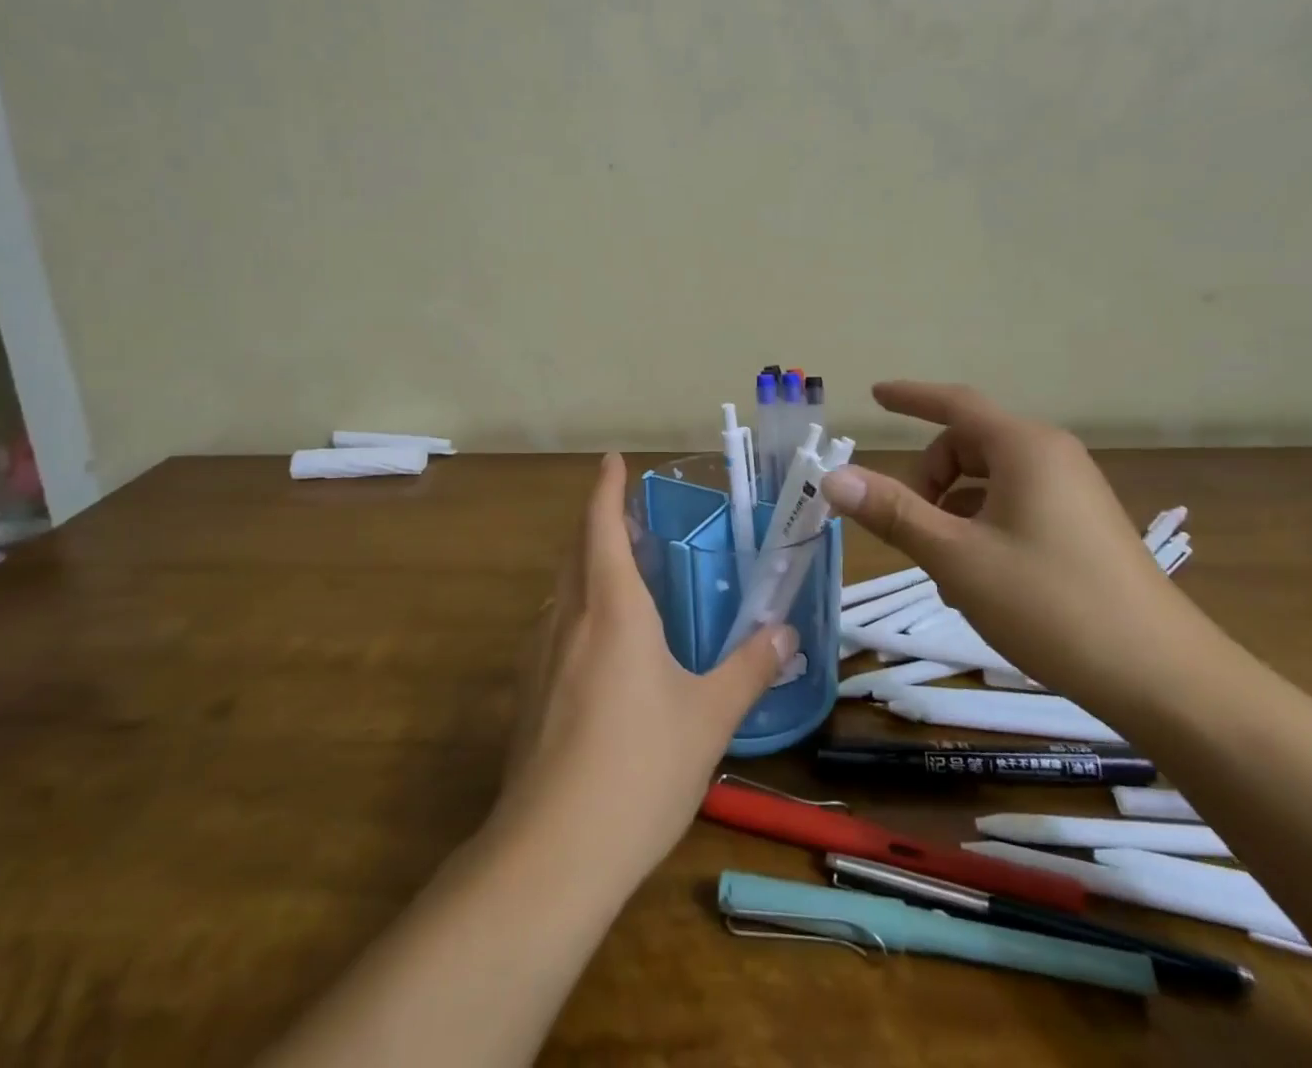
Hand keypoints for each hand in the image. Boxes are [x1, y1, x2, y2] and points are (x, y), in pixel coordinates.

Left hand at [492, 453, 795, 886]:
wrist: (553, 851)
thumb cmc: (640, 766)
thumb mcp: (709, 717)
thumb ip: (749, 669)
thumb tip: (784, 635)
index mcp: (611, 607)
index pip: (601, 524)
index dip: (607, 488)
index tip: (612, 460)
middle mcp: (568, 618)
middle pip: (577, 550)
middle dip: (599, 524)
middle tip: (633, 520)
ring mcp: (539, 657)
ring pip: (562, 591)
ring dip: (586, 568)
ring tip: (622, 579)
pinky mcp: (527, 694)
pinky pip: (554, 630)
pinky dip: (577, 612)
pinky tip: (600, 651)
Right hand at [819, 381, 1224, 718]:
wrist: (1165, 680)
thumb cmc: (1051, 605)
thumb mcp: (956, 557)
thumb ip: (893, 512)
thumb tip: (833, 477)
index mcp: (1024, 448)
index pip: (955, 404)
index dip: (910, 397)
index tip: (875, 395)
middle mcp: (1052, 458)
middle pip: (968, 445)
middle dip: (928, 478)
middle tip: (907, 527)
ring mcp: (1073, 494)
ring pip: (989, 481)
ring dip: (952, 510)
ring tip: (942, 566)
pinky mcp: (1083, 528)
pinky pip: (1014, 506)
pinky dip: (981, 526)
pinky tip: (976, 579)